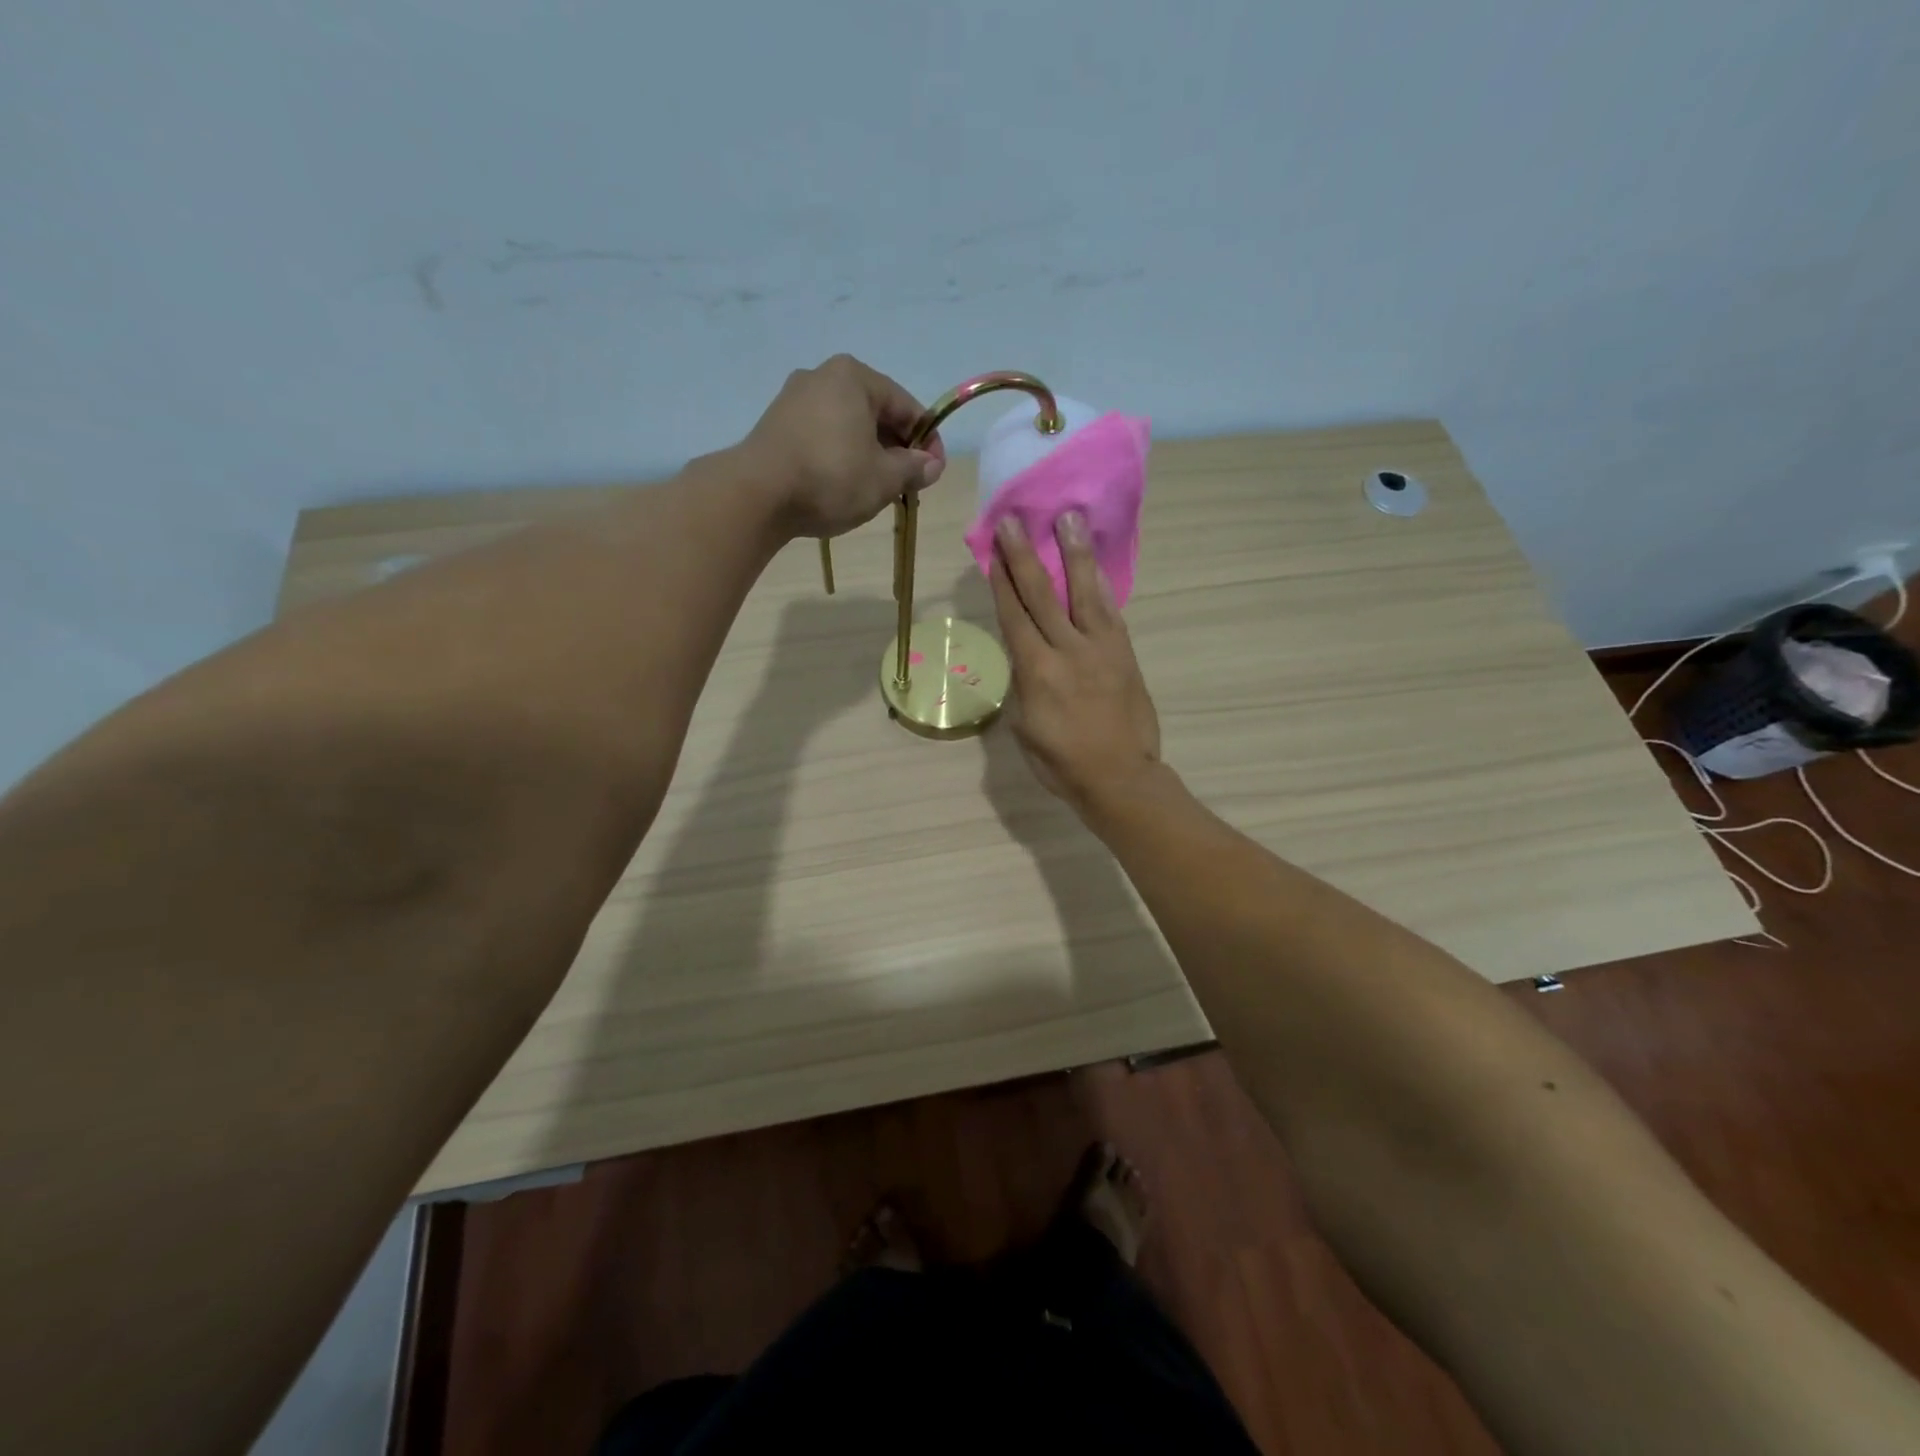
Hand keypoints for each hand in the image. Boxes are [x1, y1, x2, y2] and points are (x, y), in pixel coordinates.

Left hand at [738, 354, 946, 538]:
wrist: (757, 494)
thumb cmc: (831, 478)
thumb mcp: (884, 478)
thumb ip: (914, 469)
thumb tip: (932, 465)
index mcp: (855, 377)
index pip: (907, 407)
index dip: (928, 442)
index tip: (934, 473)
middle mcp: (823, 376)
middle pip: (876, 413)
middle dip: (897, 449)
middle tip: (906, 485)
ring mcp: (795, 398)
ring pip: (849, 426)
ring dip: (869, 455)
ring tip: (876, 489)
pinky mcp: (777, 424)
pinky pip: (823, 436)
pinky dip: (841, 456)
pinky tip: (844, 485)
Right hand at [989, 511, 1161, 813]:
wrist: (1120, 777)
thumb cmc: (1062, 763)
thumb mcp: (1025, 729)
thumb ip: (1024, 687)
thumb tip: (1026, 660)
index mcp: (1036, 672)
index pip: (1014, 616)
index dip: (1001, 581)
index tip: (993, 549)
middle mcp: (1067, 650)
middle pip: (1042, 595)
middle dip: (1024, 556)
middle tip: (1015, 520)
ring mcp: (1101, 649)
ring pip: (1083, 592)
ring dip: (1073, 553)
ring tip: (1069, 518)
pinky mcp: (1124, 654)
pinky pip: (1111, 612)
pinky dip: (1101, 585)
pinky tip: (1094, 566)